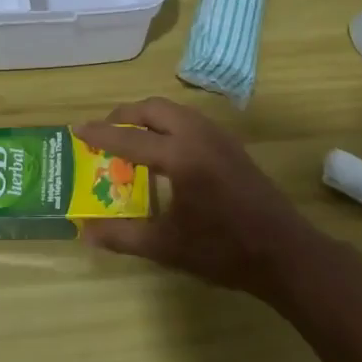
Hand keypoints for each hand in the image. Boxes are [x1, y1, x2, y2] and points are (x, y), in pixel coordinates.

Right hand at [73, 98, 322, 297]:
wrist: (285, 253)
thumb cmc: (224, 251)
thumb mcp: (167, 247)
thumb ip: (123, 236)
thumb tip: (85, 232)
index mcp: (180, 156)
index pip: (130, 138)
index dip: (100, 134)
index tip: (76, 128)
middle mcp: (198, 135)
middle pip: (153, 108)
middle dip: (125, 115)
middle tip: (104, 131)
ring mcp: (218, 136)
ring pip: (174, 110)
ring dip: (148, 117)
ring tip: (130, 138)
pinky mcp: (231, 145)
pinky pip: (190, 120)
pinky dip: (168, 124)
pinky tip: (164, 151)